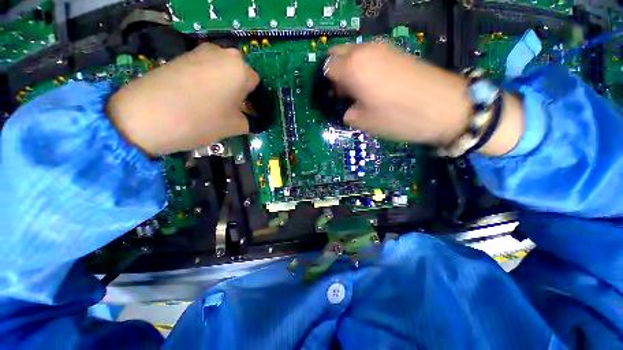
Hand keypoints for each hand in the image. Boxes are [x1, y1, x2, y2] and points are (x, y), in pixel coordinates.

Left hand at [107, 43, 258, 154]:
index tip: (247, 114)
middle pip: (239, 75)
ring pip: (222, 71)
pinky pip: (205, 69)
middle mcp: (222, 53)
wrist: (146, 116)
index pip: (256, 84)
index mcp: (240, 69)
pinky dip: (207, 82)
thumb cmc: (201, 120)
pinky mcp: (181, 56)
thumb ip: (250, 121)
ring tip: (213, 104)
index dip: (254, 100)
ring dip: (224, 86)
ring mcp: (199, 52)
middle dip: (239, 91)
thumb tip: (249, 118)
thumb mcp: (235, 126)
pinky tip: (197, 97)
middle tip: (231, 109)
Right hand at [325, 43, 523, 155]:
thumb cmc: (398, 118)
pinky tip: (374, 84)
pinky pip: (370, 55)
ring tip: (360, 91)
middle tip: (344, 92)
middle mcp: (364, 52)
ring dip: (350, 69)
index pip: (327, 67)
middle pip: (338, 53)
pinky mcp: (396, 51)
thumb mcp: (364, 122)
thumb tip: (347, 107)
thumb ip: (347, 112)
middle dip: (335, 71)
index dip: (326, 83)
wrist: (445, 107)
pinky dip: (364, 67)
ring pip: (354, 53)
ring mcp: (382, 48)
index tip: (334, 97)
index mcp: (353, 69)